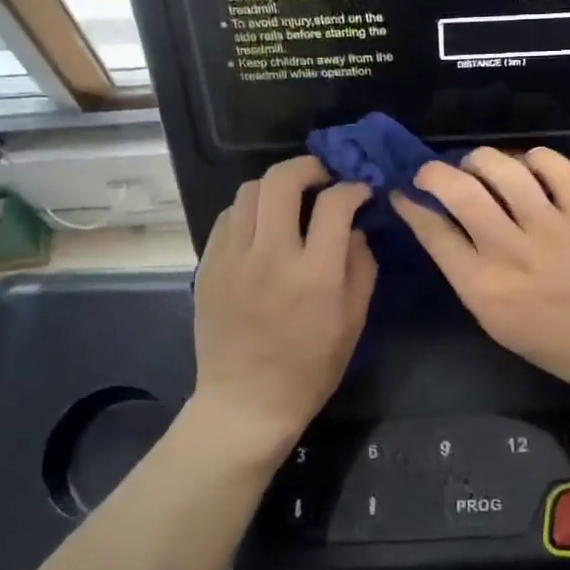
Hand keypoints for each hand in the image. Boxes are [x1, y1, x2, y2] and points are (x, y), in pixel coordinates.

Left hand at [193, 156, 375, 462]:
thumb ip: (360, 266)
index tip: (360, 192)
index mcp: (314, 274)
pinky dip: (249, 210)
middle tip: (322, 177)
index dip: (353, 188)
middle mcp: (270, 256)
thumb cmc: (310, 368)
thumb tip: (355, 228)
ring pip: (249, 191)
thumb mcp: (353, 321)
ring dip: (275, 186)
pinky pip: (227, 218)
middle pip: (282, 181)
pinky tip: (262, 227)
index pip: (335, 204)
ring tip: (290, 201)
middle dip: (308, 167)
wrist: (247, 402)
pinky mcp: (208, 266)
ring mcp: (232, 259)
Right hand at [392, 147, 569, 397]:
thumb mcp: (491, 319)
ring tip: (475, 165)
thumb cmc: (547, 340)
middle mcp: (511, 251)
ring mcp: (551, 227)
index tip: (402, 193)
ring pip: (504, 169)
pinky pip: (554, 166)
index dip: (410, 206)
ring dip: (479, 159)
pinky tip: (525, 167)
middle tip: (431, 173)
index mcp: (482, 286)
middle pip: (460, 191)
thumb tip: (440, 226)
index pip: (433, 232)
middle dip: (433, 172)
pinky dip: (533, 157)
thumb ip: (464, 273)